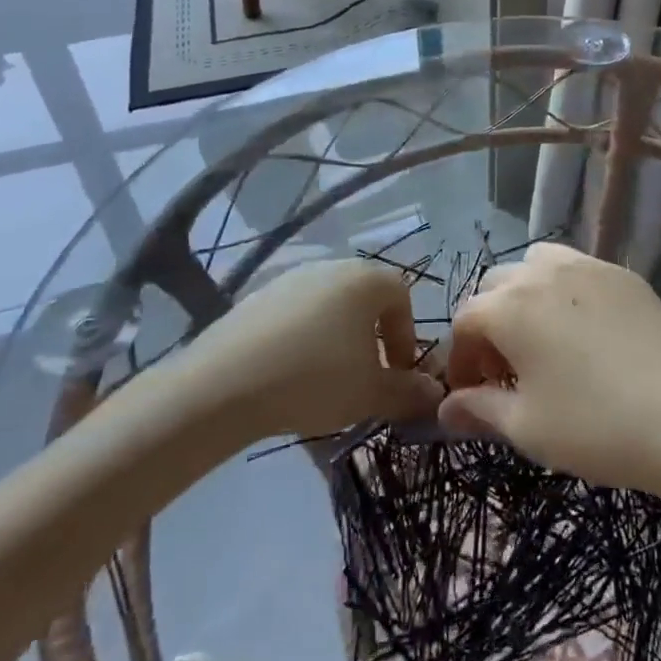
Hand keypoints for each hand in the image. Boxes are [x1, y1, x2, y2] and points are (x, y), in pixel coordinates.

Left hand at [186, 260, 442, 440]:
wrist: (225, 383)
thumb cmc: (315, 379)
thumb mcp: (371, 393)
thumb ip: (409, 392)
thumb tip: (435, 393)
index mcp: (365, 279)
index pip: (402, 297)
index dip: (406, 337)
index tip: (398, 374)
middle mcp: (331, 267)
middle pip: (365, 298)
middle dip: (373, 337)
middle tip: (366, 378)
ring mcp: (290, 279)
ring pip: (330, 306)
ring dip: (338, 339)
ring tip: (327, 380)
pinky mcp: (257, 297)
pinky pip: (295, 315)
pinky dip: (303, 339)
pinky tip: (290, 374)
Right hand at [437, 243, 660, 499]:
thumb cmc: (594, 427)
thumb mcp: (526, 427)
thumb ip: (478, 410)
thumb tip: (445, 409)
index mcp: (509, 308)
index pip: (465, 321)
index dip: (461, 359)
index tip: (472, 394)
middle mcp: (541, 274)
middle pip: (495, 286)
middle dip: (489, 323)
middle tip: (507, 369)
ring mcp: (585, 266)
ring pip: (534, 265)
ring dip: (524, 295)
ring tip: (542, 337)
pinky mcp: (621, 273)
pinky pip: (576, 267)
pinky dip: (563, 288)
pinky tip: (583, 328)